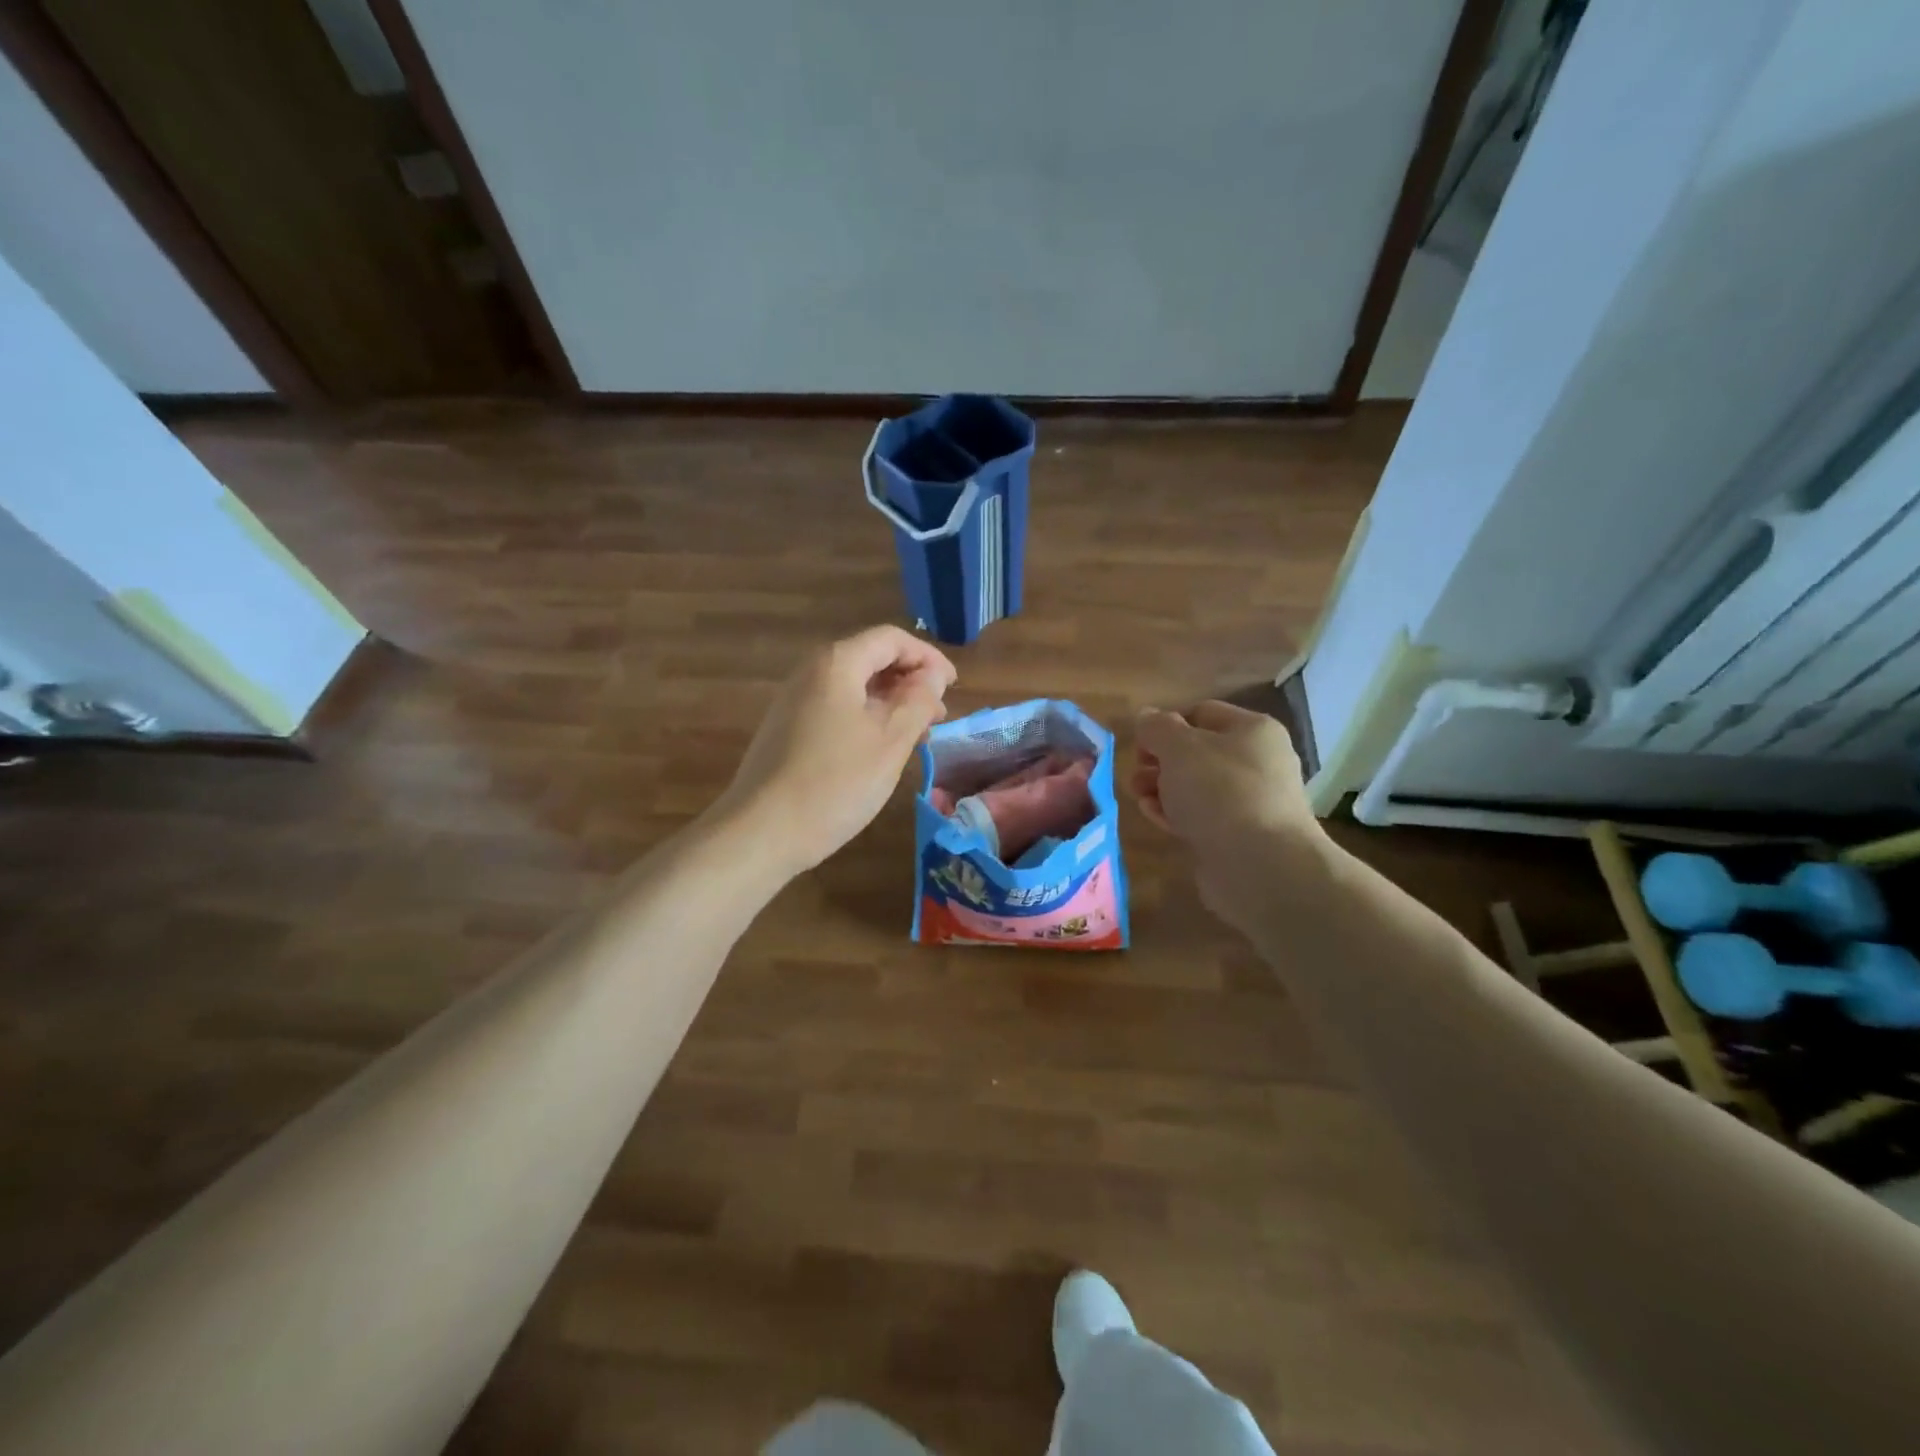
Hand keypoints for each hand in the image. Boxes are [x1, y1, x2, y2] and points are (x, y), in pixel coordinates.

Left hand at [714, 625, 956, 873]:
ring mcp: (794, 702)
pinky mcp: (787, 731)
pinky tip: (880, 752)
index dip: (928, 657)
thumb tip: (933, 675)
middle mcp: (810, 673)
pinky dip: (866, 720)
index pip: (891, 639)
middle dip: (910, 682)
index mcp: (836, 664)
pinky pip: (836, 710)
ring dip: (891, 704)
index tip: (953, 686)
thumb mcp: (891, 741)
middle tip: (939, 716)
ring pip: (854, 689)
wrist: (761, 831)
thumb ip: (918, 700)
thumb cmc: (835, 782)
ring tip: (917, 737)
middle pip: (870, 660)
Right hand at [1132, 701, 1324, 923]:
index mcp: (1252, 730)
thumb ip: (1157, 728)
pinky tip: (1156, 819)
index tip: (1140, 746)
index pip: (1200, 713)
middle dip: (1159, 762)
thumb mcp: (1179, 748)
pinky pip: (1201, 817)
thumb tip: (1146, 715)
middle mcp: (1257, 762)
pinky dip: (1176, 814)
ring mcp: (1251, 802)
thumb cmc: (1220, 792)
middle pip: (1196, 753)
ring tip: (1139, 799)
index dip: (1165, 725)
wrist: (1261, 866)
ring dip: (1163, 789)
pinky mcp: (1239, 836)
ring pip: (1196, 787)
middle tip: (1136, 775)